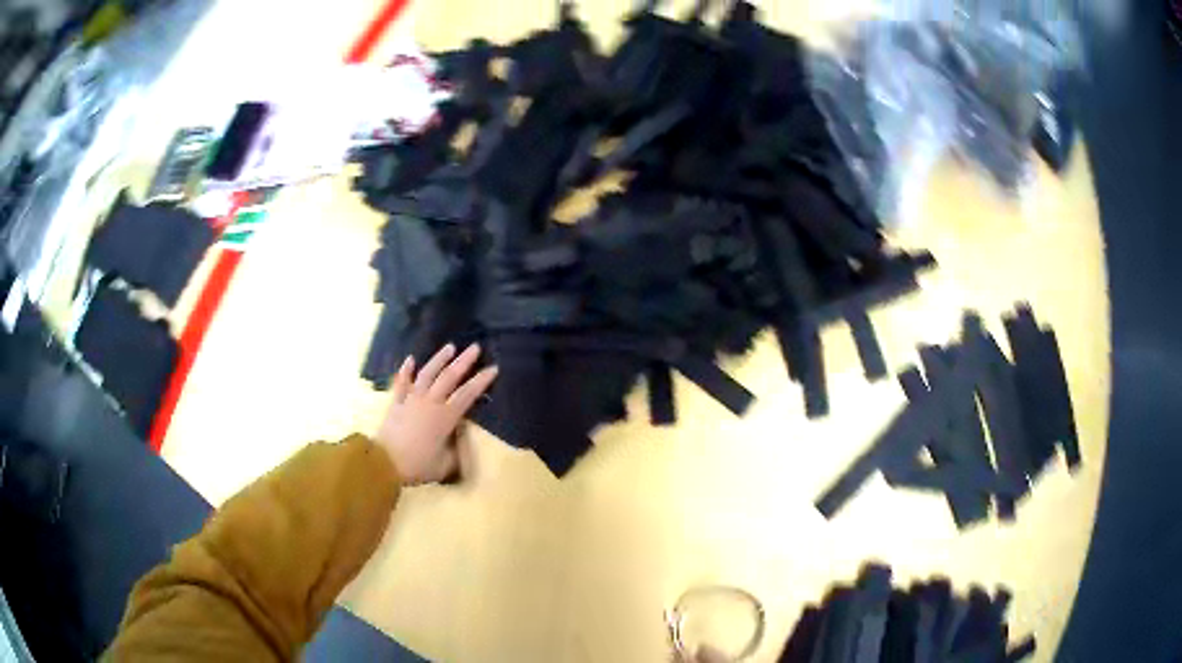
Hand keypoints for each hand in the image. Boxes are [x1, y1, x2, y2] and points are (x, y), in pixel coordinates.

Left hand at [375, 344, 498, 484]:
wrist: (385, 463)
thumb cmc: (418, 465)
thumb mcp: (446, 464)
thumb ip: (456, 448)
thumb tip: (460, 435)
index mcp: (445, 417)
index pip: (467, 394)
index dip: (481, 381)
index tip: (493, 368)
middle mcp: (430, 403)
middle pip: (449, 377)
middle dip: (464, 361)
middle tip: (475, 347)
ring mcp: (411, 400)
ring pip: (427, 374)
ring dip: (439, 359)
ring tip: (450, 347)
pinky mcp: (396, 403)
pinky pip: (401, 383)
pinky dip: (406, 370)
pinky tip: (410, 359)